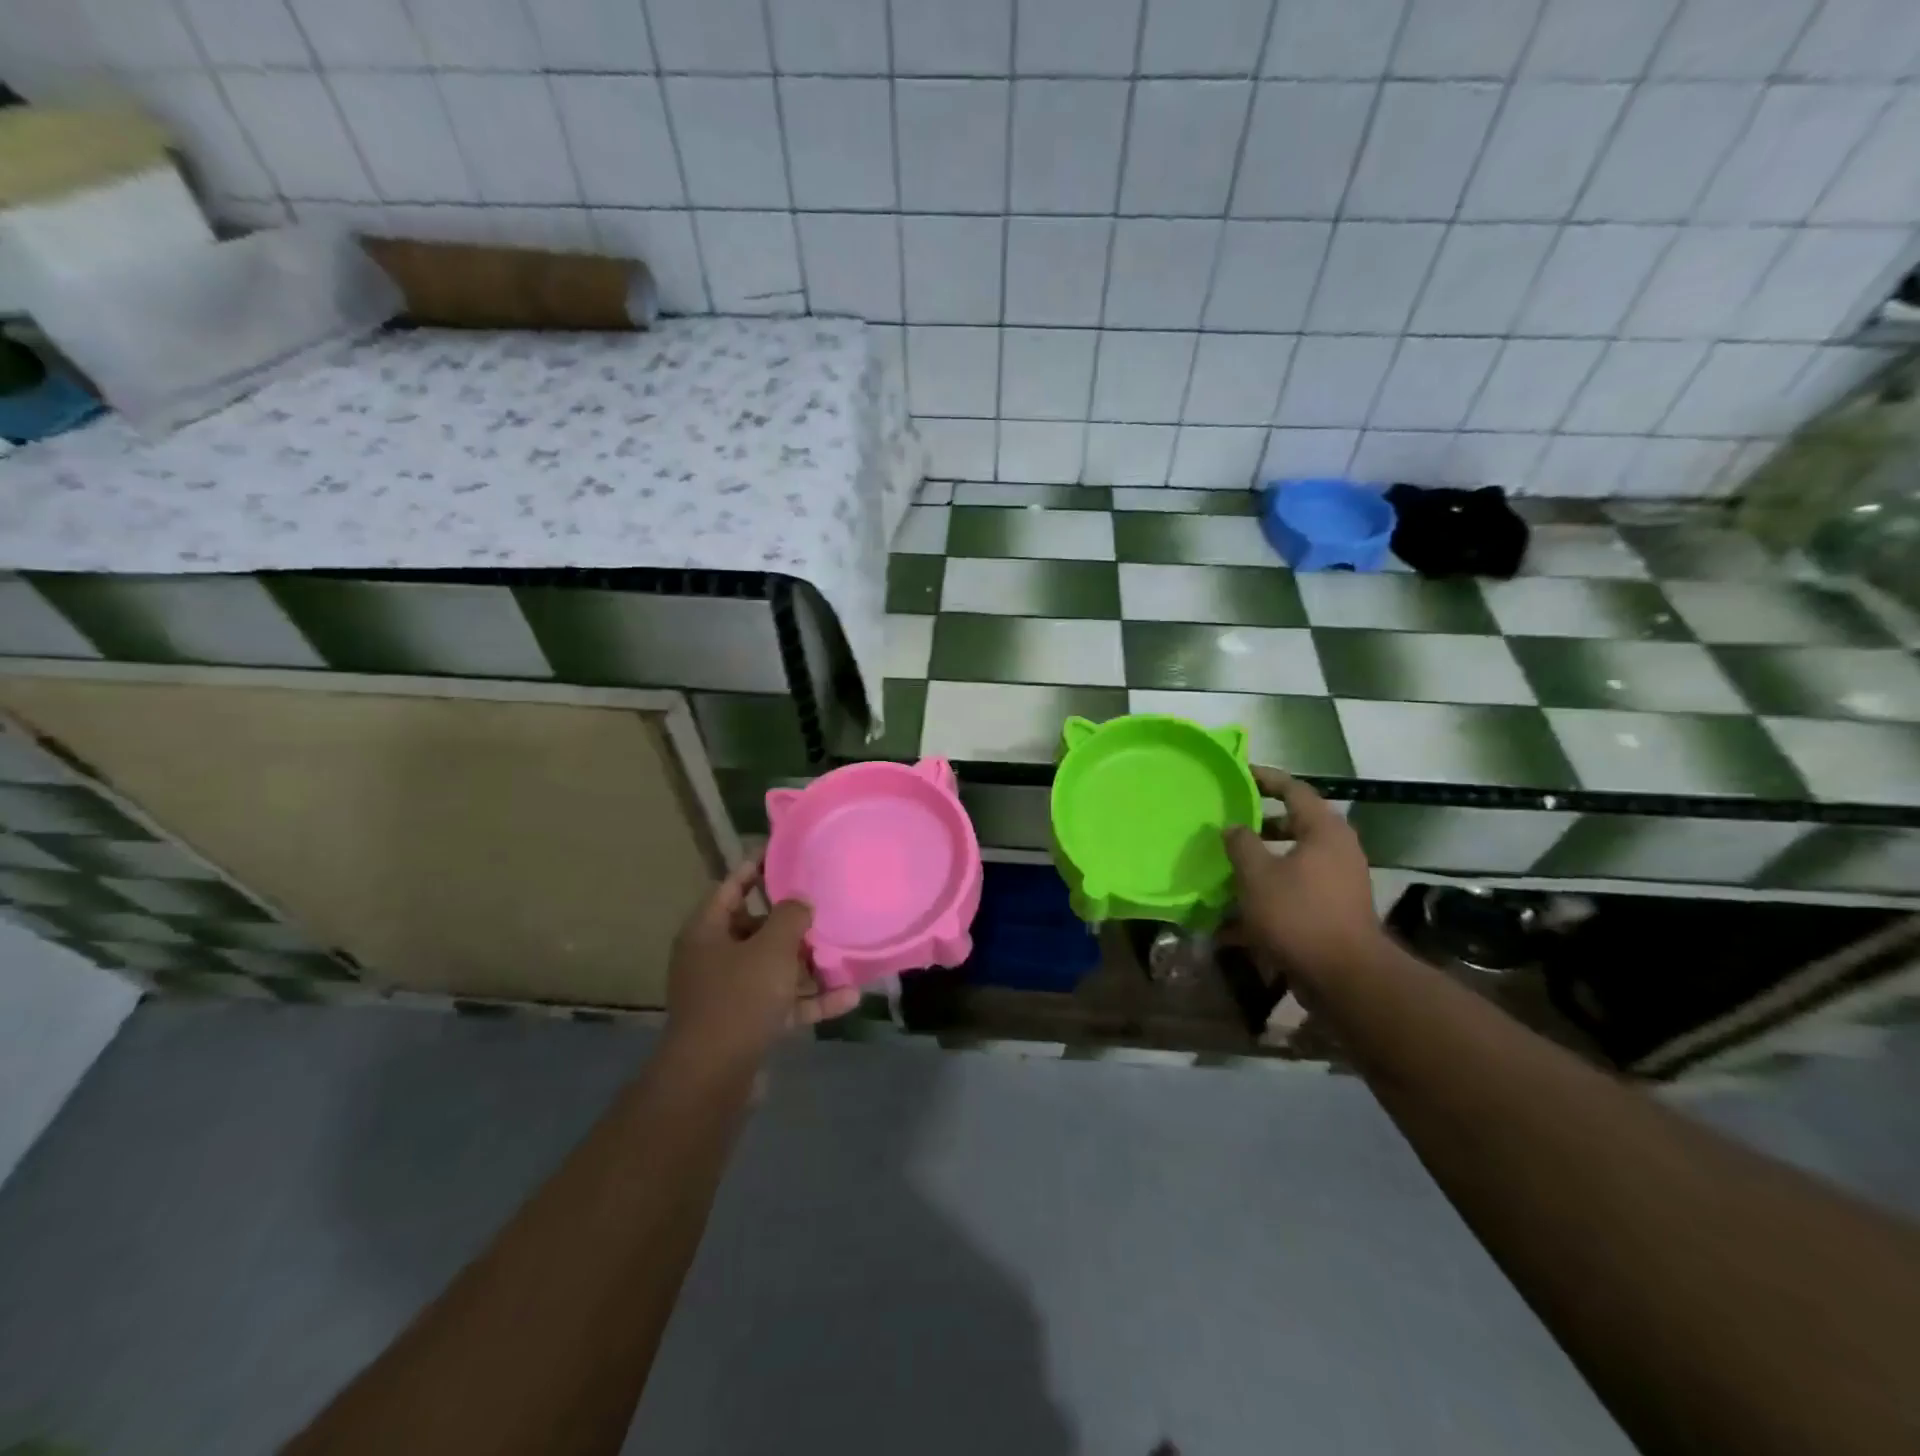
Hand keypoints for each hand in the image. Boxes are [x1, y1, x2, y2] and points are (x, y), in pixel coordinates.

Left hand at [665, 857, 858, 1068]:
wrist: (712, 1078)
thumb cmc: (738, 998)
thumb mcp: (771, 948)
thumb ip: (791, 916)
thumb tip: (801, 901)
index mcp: (707, 932)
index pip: (731, 886)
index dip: (756, 867)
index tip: (784, 851)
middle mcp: (713, 958)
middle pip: (756, 928)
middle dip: (791, 921)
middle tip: (825, 904)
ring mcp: (729, 994)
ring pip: (773, 967)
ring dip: (807, 962)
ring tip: (843, 949)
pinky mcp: (747, 1024)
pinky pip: (783, 1002)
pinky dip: (811, 999)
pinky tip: (849, 997)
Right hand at [1223, 766, 1378, 979]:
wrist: (1344, 978)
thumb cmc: (1299, 915)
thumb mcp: (1258, 874)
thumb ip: (1241, 844)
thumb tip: (1234, 827)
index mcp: (1324, 831)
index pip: (1294, 790)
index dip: (1265, 779)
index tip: (1238, 774)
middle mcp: (1337, 851)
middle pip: (1293, 826)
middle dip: (1258, 826)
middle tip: (1227, 824)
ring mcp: (1338, 883)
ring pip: (1291, 862)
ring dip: (1259, 864)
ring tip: (1225, 868)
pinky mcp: (1333, 912)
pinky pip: (1294, 892)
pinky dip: (1268, 896)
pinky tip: (1234, 918)